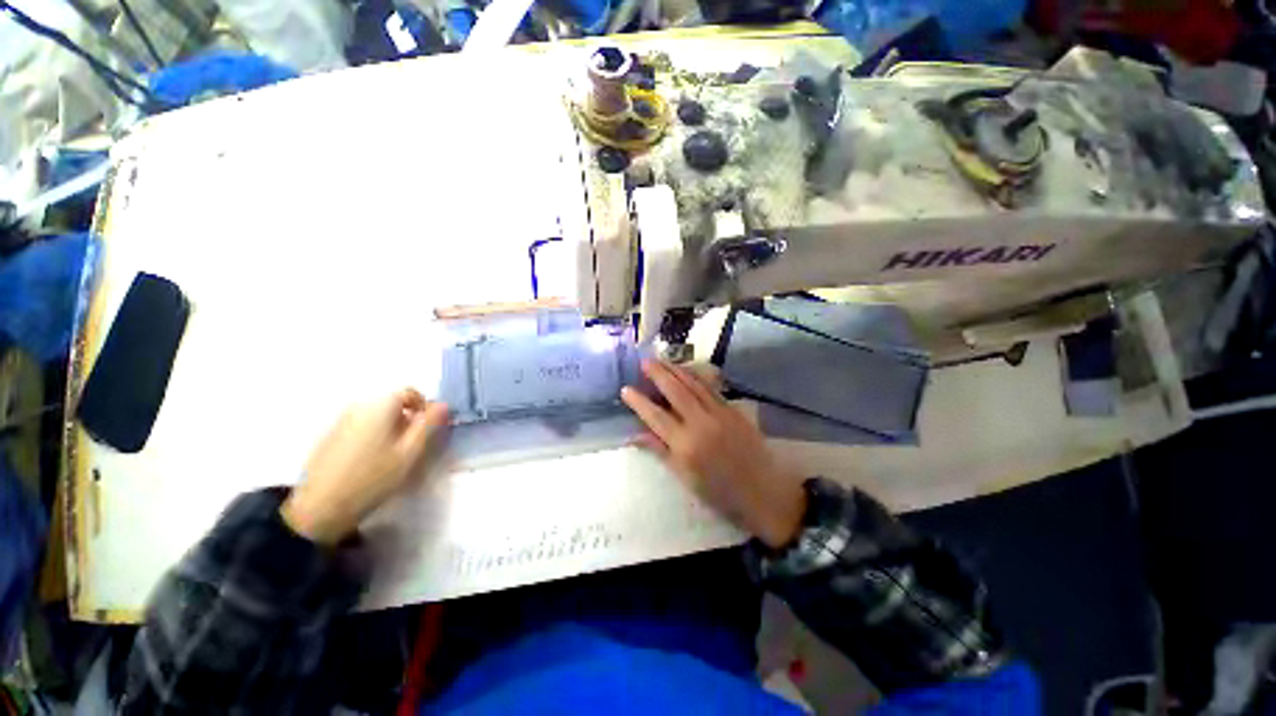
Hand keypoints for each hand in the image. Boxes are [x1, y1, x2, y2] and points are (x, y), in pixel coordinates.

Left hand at [282, 389, 449, 543]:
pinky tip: (371, 461)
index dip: (424, 408)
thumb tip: (443, 405)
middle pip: (393, 404)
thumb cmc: (373, 477)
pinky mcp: (330, 436)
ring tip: (393, 456)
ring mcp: (341, 421)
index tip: (429, 429)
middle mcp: (359, 406)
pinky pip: (361, 427)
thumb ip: (429, 425)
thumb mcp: (410, 452)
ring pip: (377, 417)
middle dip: (408, 420)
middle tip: (413, 446)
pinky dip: (373, 436)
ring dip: (391, 429)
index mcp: (380, 406)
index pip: (410, 393)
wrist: (320, 507)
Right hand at [621, 360, 805, 547]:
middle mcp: (701, 424)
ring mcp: (720, 414)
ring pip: (694, 384)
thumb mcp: (685, 478)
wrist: (765, 492)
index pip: (656, 417)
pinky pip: (711, 388)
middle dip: (658, 374)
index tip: (626, 389)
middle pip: (675, 392)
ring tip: (662, 360)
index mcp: (686, 446)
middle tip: (644, 362)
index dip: (639, 402)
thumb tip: (635, 434)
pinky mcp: (734, 410)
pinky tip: (687, 370)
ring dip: (676, 370)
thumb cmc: (720, 492)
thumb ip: (660, 451)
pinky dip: (696, 376)